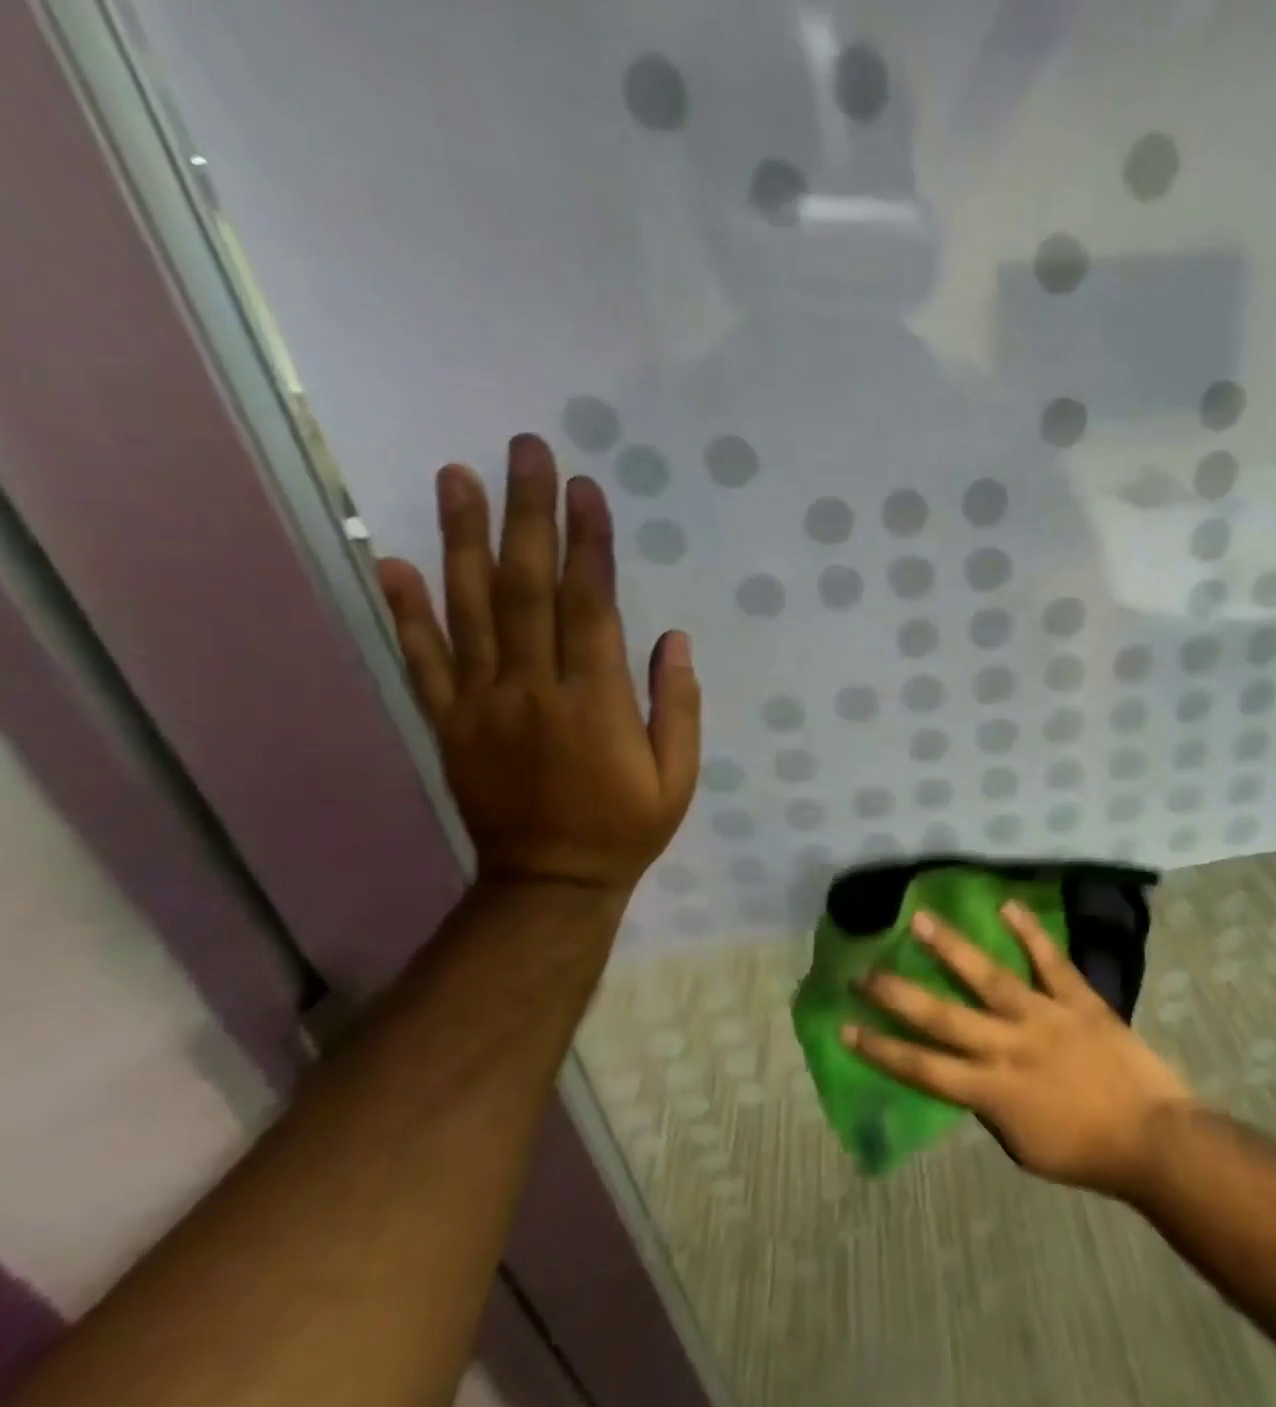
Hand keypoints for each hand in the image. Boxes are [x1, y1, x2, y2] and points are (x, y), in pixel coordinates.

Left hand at [375, 434, 699, 896]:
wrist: (549, 884)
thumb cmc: (626, 828)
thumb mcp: (679, 778)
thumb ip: (677, 707)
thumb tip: (673, 640)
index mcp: (595, 703)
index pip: (589, 607)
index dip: (589, 544)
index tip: (586, 489)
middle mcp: (533, 691)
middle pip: (526, 589)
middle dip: (528, 515)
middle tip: (526, 451)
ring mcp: (482, 705)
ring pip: (470, 610)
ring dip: (464, 539)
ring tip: (457, 476)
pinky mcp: (449, 724)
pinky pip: (422, 663)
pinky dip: (406, 613)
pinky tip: (393, 563)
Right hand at [844, 902, 1195, 1197]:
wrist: (1151, 1138)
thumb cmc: (1084, 1152)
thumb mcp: (1022, 1146)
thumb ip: (988, 1106)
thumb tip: (966, 1072)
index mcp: (991, 1092)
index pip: (922, 1067)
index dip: (881, 1047)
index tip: (846, 1025)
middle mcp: (1008, 1047)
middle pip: (941, 1017)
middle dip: (897, 994)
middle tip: (864, 970)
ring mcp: (1043, 1017)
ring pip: (987, 977)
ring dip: (951, 948)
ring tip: (921, 919)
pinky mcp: (1077, 1000)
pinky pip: (1050, 960)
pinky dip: (1029, 932)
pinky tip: (1007, 905)